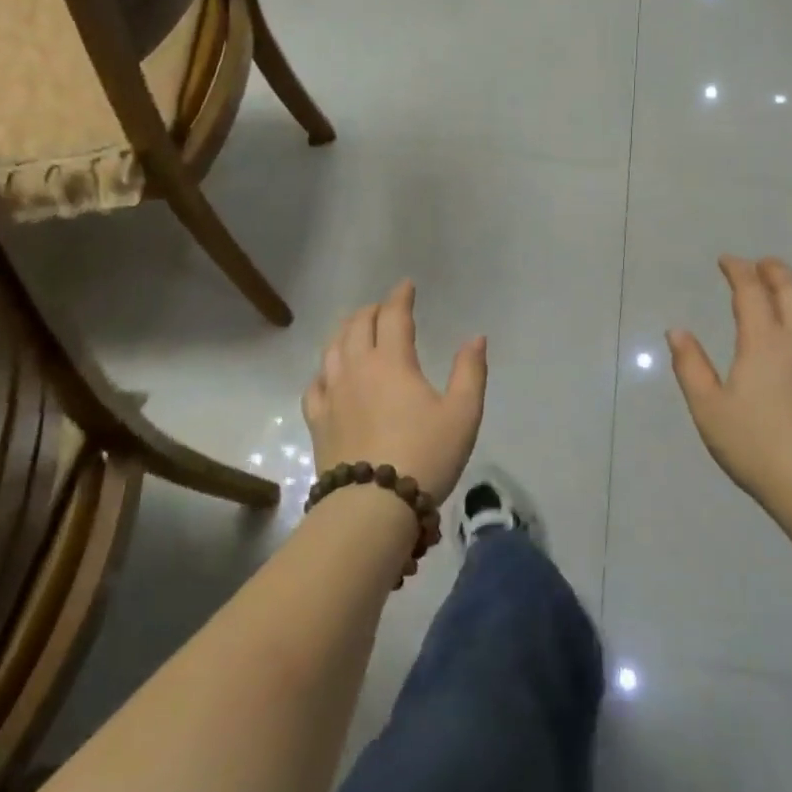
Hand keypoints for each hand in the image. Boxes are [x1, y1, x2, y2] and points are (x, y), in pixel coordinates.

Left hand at [302, 280, 487, 501]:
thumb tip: (475, 337)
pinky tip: (329, 374)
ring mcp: (332, 394)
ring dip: (346, 331)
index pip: (393, 316)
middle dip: (372, 311)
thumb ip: (470, 372)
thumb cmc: (425, 455)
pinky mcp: (318, 420)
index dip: (400, 297)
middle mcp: (356, 368)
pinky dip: (325, 369)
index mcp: (391, 361)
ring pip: (332, 348)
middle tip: (384, 309)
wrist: (373, 506)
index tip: (406, 286)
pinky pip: (316, 383)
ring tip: (355, 329)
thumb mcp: (462, 414)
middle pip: (357, 326)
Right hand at [667, 256, 791, 502]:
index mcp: (764, 341)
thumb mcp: (708, 407)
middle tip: (760, 264)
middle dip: (774, 272)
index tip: (727, 261)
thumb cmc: (754, 444)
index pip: (752, 292)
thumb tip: (677, 332)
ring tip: (788, 288)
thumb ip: (691, 366)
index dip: (738, 271)